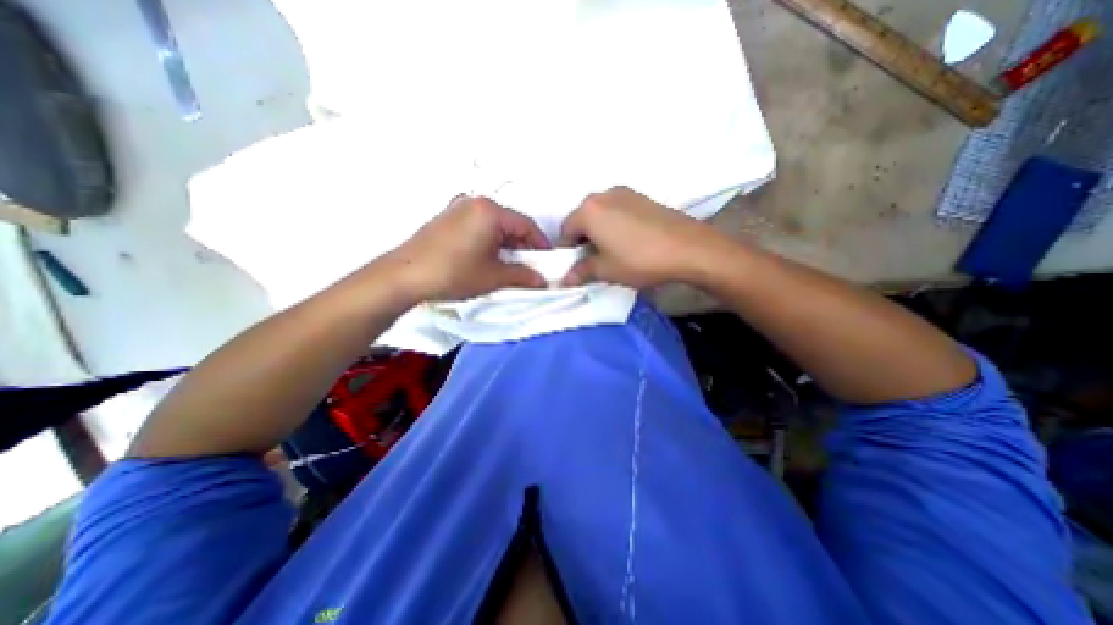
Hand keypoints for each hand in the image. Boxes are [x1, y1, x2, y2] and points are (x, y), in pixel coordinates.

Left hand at [387, 195, 552, 301]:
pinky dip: (490, 241)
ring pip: (495, 225)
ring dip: (507, 244)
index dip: (541, 244)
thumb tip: (542, 280)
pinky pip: (479, 226)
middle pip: (511, 223)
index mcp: (490, 211)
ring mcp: (459, 209)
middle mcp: (475, 203)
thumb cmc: (452, 272)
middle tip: (530, 266)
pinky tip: (489, 259)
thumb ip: (523, 276)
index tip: (548, 261)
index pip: (527, 225)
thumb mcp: (494, 277)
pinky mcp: (448, 219)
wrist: (404, 276)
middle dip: (523, 245)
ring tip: (510, 265)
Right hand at [565, 185, 721, 286]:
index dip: (567, 251)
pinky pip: (618, 211)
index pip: (566, 230)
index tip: (575, 266)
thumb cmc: (639, 259)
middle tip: (593, 260)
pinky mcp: (643, 197)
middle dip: (583, 240)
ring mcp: (625, 193)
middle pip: (583, 218)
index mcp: (588, 210)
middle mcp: (603, 195)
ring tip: (613, 252)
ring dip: (600, 231)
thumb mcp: (606, 270)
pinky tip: (629, 241)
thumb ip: (581, 272)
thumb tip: (565, 279)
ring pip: (601, 214)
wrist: (688, 247)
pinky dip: (616, 224)